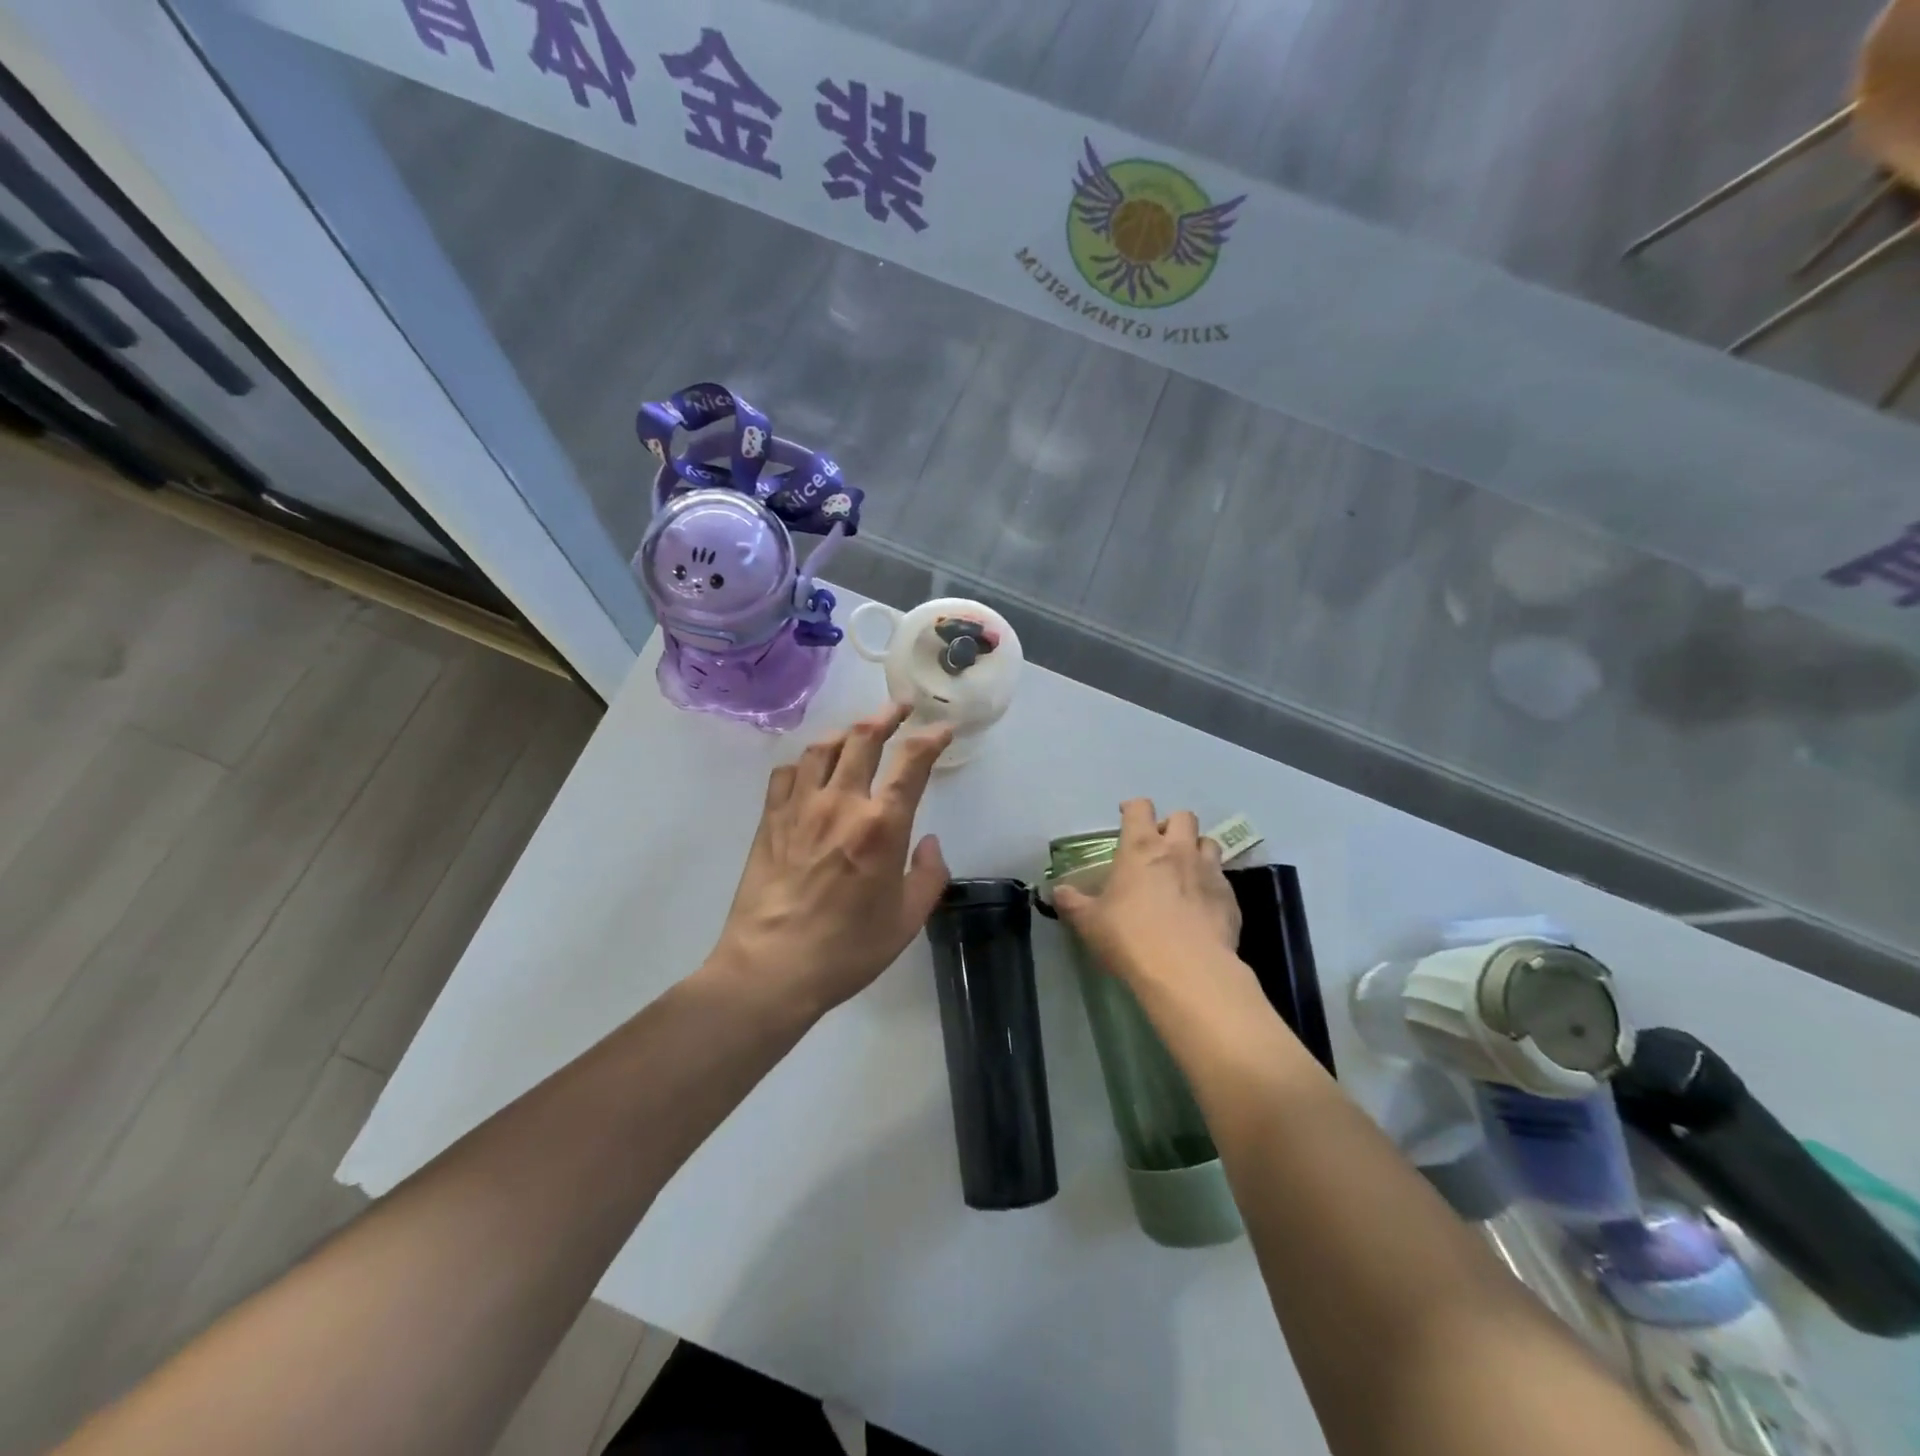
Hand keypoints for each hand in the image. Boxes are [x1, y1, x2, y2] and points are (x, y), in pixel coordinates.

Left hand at [711, 704, 952, 1015]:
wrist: (771, 968)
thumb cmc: (847, 949)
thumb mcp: (907, 921)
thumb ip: (929, 875)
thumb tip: (929, 843)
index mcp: (880, 826)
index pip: (911, 763)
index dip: (930, 739)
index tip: (942, 729)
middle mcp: (840, 804)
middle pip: (863, 739)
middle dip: (887, 716)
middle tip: (901, 708)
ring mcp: (799, 808)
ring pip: (823, 748)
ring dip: (846, 732)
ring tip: (858, 732)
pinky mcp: (769, 820)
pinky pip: (787, 773)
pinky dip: (805, 762)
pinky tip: (811, 769)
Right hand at [1053, 800, 1243, 993]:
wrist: (1187, 969)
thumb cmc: (1129, 937)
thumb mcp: (1089, 922)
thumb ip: (1072, 902)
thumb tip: (1057, 892)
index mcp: (1140, 848)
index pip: (1140, 808)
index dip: (1133, 809)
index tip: (1126, 817)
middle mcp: (1177, 850)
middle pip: (1183, 817)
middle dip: (1171, 825)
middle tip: (1159, 846)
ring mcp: (1208, 871)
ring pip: (1208, 842)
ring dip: (1196, 850)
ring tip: (1185, 870)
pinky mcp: (1229, 897)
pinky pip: (1222, 878)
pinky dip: (1211, 884)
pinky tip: (1201, 905)